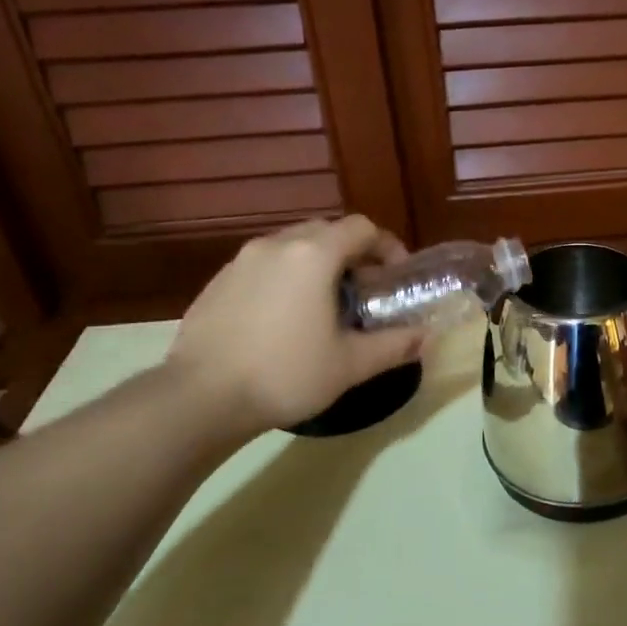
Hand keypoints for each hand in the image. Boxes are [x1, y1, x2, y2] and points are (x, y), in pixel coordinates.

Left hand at [165, 216, 423, 436]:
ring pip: (292, 246)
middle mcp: (276, 245)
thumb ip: (393, 345)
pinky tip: (285, 318)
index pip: (361, 228)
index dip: (387, 247)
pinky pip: (264, 265)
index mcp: (313, 255)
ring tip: (325, 305)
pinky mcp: (218, 281)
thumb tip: (425, 337)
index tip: (395, 277)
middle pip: (326, 231)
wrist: (201, 397)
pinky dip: (286, 277)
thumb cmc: (286, 374)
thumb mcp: (350, 364)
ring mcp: (241, 260)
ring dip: (318, 264)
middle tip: (364, 292)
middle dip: (352, 254)